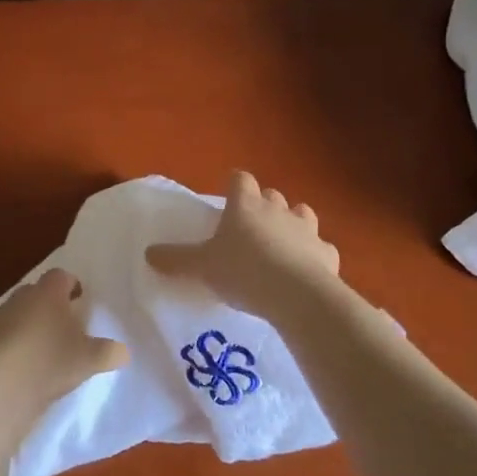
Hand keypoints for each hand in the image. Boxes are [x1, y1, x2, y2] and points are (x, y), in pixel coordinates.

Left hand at [0, 269, 128, 434]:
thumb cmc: (49, 359)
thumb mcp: (89, 359)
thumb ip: (109, 352)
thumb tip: (123, 351)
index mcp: (49, 292)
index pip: (62, 276)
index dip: (72, 285)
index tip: (81, 299)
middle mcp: (22, 297)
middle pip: (39, 293)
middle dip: (52, 305)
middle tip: (68, 325)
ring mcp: (0, 318)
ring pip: (21, 314)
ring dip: (33, 326)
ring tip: (48, 349)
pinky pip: (7, 336)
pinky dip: (18, 345)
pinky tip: (28, 366)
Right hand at [147, 171, 340, 321]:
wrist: (296, 296)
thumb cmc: (242, 271)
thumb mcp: (201, 267)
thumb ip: (176, 259)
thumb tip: (148, 252)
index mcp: (245, 205)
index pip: (240, 179)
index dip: (234, 184)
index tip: (227, 194)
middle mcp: (278, 210)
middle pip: (272, 195)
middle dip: (263, 205)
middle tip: (250, 226)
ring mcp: (307, 230)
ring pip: (302, 213)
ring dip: (292, 223)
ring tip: (281, 243)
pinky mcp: (328, 253)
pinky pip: (321, 248)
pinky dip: (314, 254)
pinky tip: (306, 269)